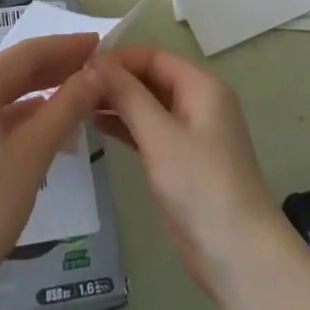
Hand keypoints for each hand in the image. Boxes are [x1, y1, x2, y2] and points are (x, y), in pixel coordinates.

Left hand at [0, 32, 101, 309]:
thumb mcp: (33, 154)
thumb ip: (67, 107)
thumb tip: (95, 75)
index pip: (27, 54)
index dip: (66, 47)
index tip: (99, 43)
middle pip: (10, 71)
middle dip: (53, 68)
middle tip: (94, 67)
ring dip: (36, 93)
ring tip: (75, 94)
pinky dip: (15, 116)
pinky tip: (41, 125)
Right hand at [93, 47, 282, 295]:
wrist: (237, 252)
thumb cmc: (200, 183)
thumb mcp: (159, 134)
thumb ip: (127, 94)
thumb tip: (95, 62)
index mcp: (201, 86)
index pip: (154, 56)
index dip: (118, 58)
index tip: (80, 66)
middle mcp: (198, 102)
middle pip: (151, 78)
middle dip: (115, 80)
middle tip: (72, 86)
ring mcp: (190, 132)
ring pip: (148, 105)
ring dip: (117, 102)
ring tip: (76, 104)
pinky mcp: (181, 160)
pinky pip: (149, 130)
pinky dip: (126, 126)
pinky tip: (96, 126)